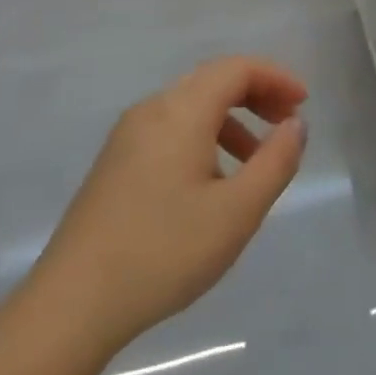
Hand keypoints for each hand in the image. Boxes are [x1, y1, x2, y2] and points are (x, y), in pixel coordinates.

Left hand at [28, 57, 307, 358]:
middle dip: (257, 95)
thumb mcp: (237, 211)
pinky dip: (205, 138)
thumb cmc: (163, 253)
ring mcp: (127, 137)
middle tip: (287, 126)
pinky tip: (212, 184)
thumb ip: (276, 161)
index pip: (236, 69)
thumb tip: (295, 125)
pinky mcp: (115, 164)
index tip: (304, 105)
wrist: (71, 306)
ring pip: (191, 107)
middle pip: (213, 80)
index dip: (276, 78)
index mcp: (180, 112)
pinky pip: (171, 130)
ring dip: (232, 120)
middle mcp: (151, 111)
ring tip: (256, 162)